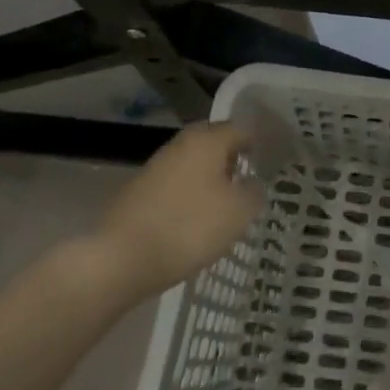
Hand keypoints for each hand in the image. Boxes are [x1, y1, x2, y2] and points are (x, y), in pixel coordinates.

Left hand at [95, 122, 263, 298]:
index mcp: (207, 140)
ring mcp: (156, 165)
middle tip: (246, 178)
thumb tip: (253, 184)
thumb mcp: (238, 213)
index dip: (256, 144)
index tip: (268, 161)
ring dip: (208, 176)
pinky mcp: (139, 190)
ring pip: (192, 163)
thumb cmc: (189, 227)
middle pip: (213, 143)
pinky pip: (174, 183)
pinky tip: (193, 217)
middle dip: (230, 157)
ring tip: (222, 201)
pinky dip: (188, 193)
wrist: (121, 259)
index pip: (240, 130)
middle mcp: (181, 144)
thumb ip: (254, 193)